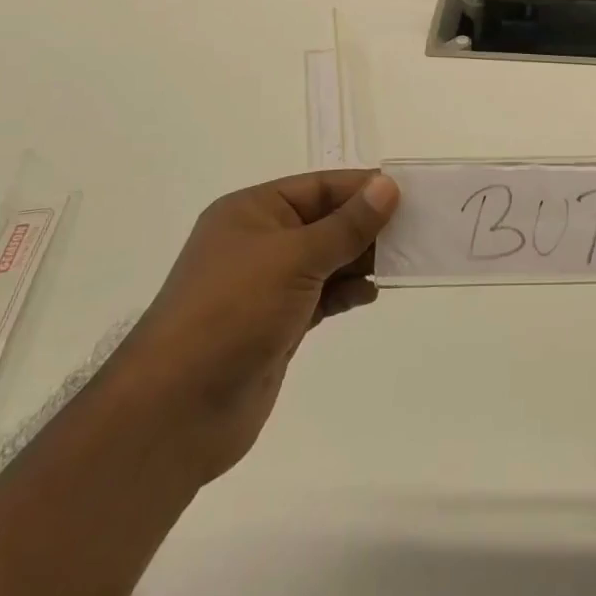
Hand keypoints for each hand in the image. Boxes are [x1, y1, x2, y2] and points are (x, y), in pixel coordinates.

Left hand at [106, 169, 398, 483]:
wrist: (177, 410)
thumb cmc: (233, 312)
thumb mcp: (295, 258)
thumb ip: (347, 224)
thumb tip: (388, 186)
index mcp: (253, 212)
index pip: (320, 186)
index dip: (364, 188)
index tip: (410, 194)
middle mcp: (259, 241)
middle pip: (326, 221)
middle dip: (369, 225)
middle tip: (419, 230)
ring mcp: (267, 285)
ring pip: (327, 259)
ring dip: (362, 259)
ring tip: (405, 262)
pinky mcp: (276, 323)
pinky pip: (322, 295)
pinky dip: (347, 292)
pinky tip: (372, 294)